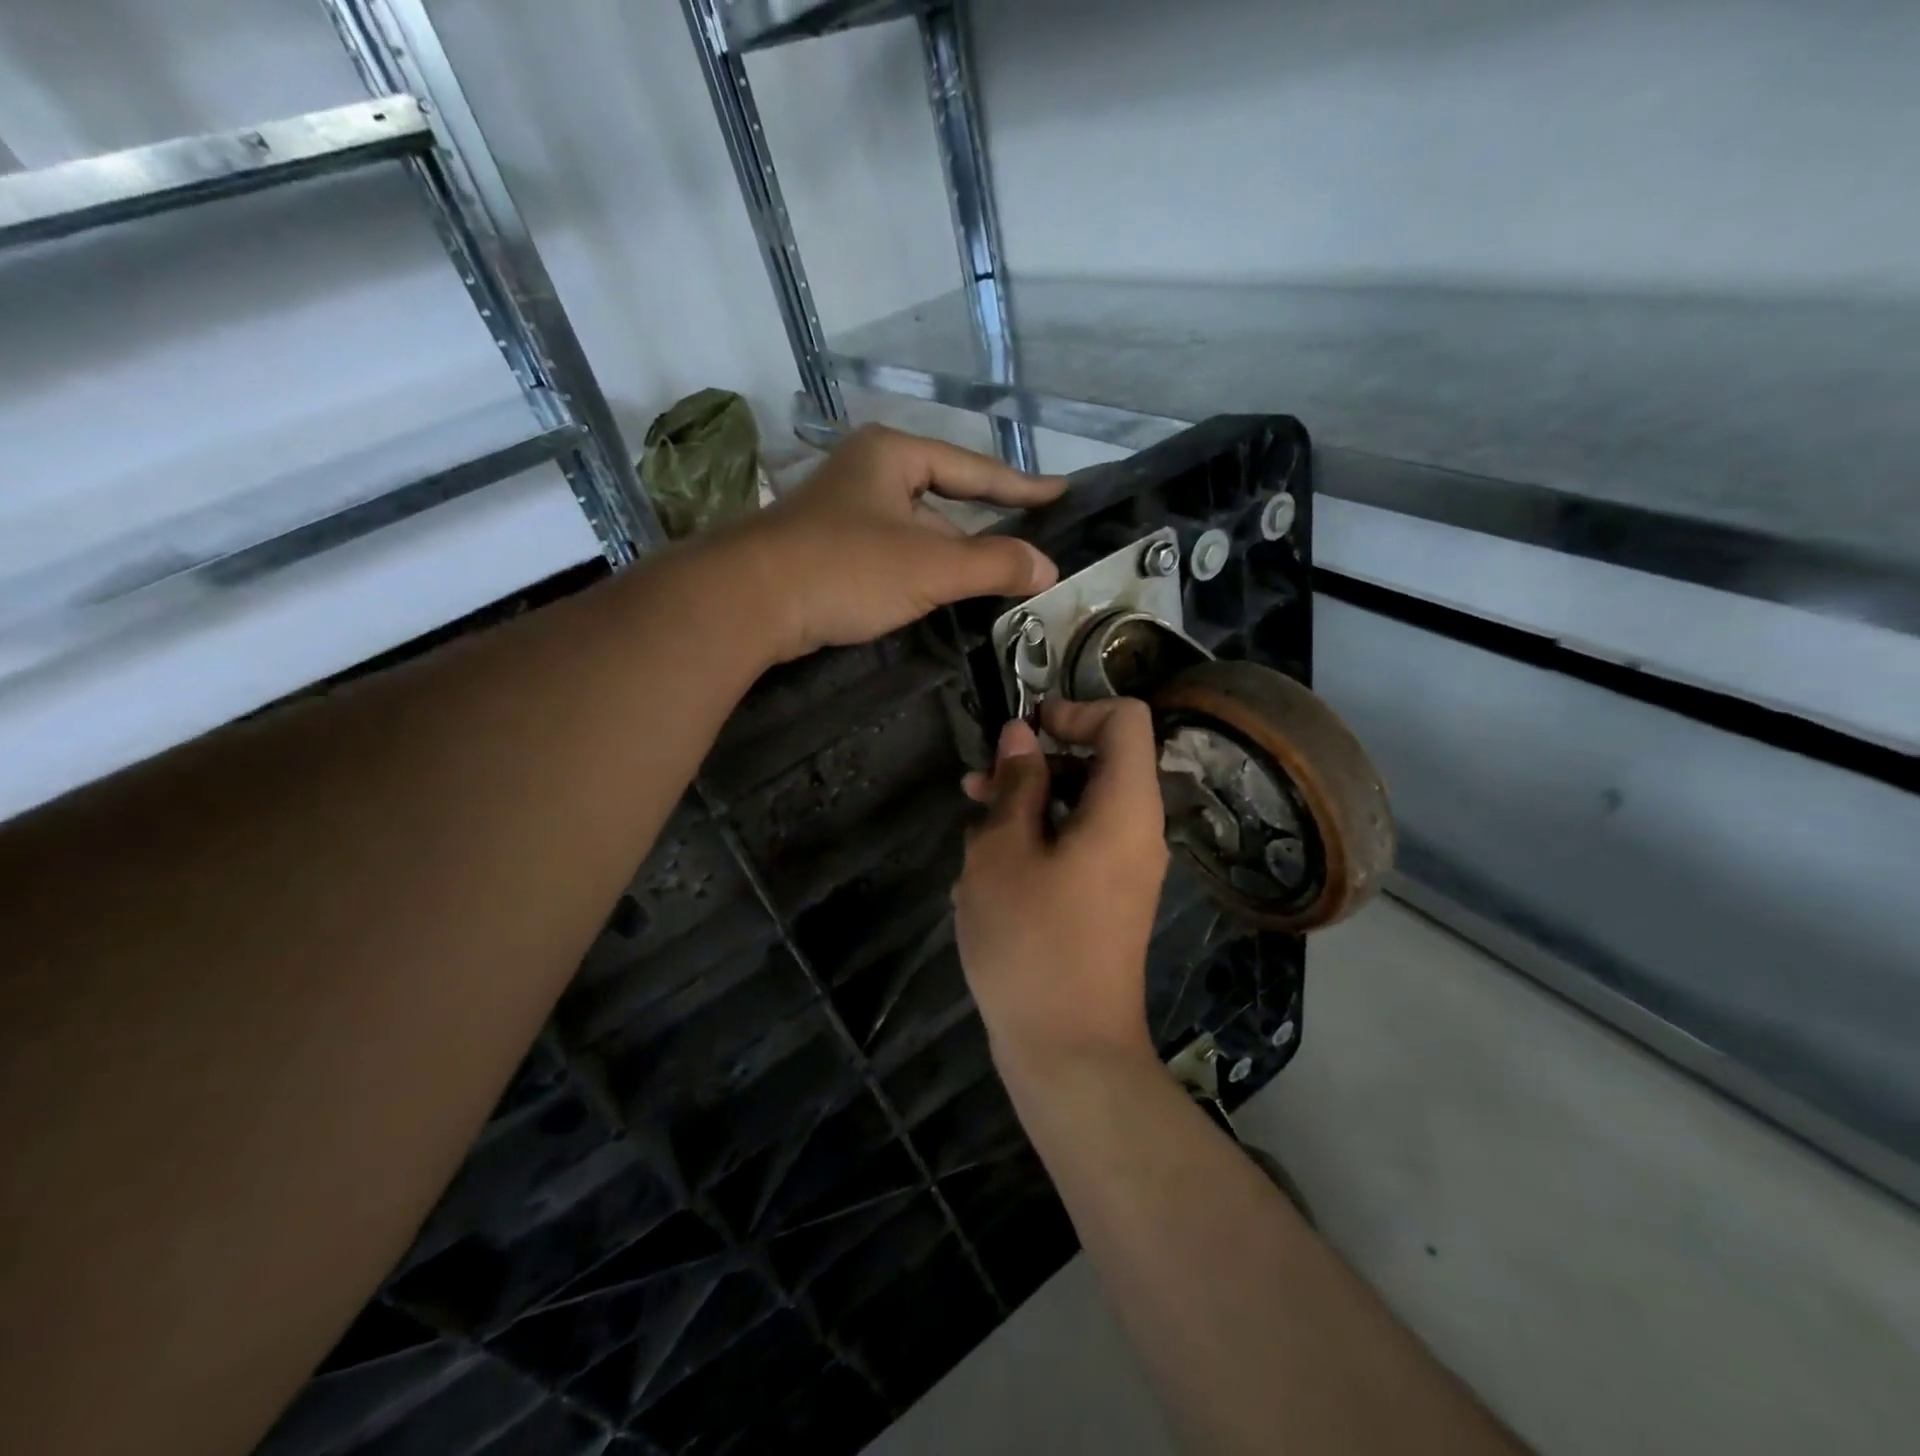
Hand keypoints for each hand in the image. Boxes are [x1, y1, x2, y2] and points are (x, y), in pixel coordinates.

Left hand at [717, 424, 1064, 663]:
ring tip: (988, 582)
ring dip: (948, 556)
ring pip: (913, 530)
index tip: (1059, 494)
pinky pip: (888, 553)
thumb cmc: (845, 568)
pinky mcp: (823, 548)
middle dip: (981, 527)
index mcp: (892, 454)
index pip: (973, 468)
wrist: (747, 600)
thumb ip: (993, 564)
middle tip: (1025, 550)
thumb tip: (1048, 568)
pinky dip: (916, 571)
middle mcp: (866, 471)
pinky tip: (931, 595)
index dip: (1020, 485)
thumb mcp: (930, 566)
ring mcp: (840, 510)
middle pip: (942, 498)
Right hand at [953, 698, 1170, 1076]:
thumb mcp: (1003, 852)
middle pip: (1101, 761)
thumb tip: (1020, 735)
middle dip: (1038, 761)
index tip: (1025, 733)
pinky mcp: (1108, 899)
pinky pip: (1079, 845)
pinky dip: (1039, 840)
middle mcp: (1138, 830)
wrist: (1069, 1051)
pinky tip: (988, 869)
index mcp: (1125, 808)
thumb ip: (1015, 784)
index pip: (1126, 719)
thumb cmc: (1030, 942)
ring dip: (1029, 802)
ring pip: (1082, 806)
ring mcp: (1126, 868)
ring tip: (972, 824)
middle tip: (979, 783)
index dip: (1075, 709)